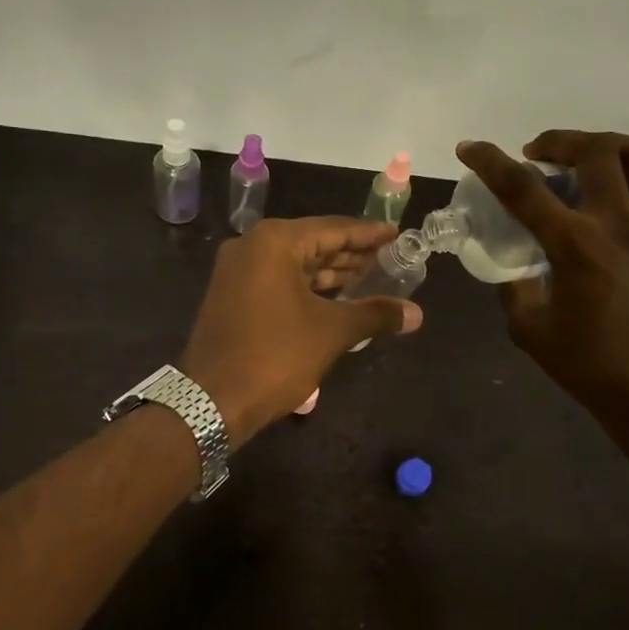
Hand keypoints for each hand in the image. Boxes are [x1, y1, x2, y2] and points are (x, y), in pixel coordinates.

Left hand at [180, 217, 423, 447]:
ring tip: (369, 278)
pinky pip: (278, 280)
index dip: (368, 234)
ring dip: (330, 272)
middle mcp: (252, 247)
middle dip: (350, 253)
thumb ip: (375, 315)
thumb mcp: (331, 332)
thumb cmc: (276, 356)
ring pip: (294, 264)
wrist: (212, 400)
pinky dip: (307, 287)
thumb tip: (417, 314)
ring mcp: (237, 271)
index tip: (396, 234)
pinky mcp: (231, 296)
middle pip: (312, 243)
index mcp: (275, 242)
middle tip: (388, 258)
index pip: (333, 229)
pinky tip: (335, 298)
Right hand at [455, 131, 628, 437]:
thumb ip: (517, 291)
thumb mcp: (530, 331)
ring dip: (615, 146)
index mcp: (574, 245)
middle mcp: (619, 224)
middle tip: (540, 154)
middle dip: (560, 141)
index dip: (489, 161)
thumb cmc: (590, 368)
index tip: (469, 147)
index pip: (522, 188)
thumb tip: (519, 271)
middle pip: (595, 152)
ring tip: (596, 156)